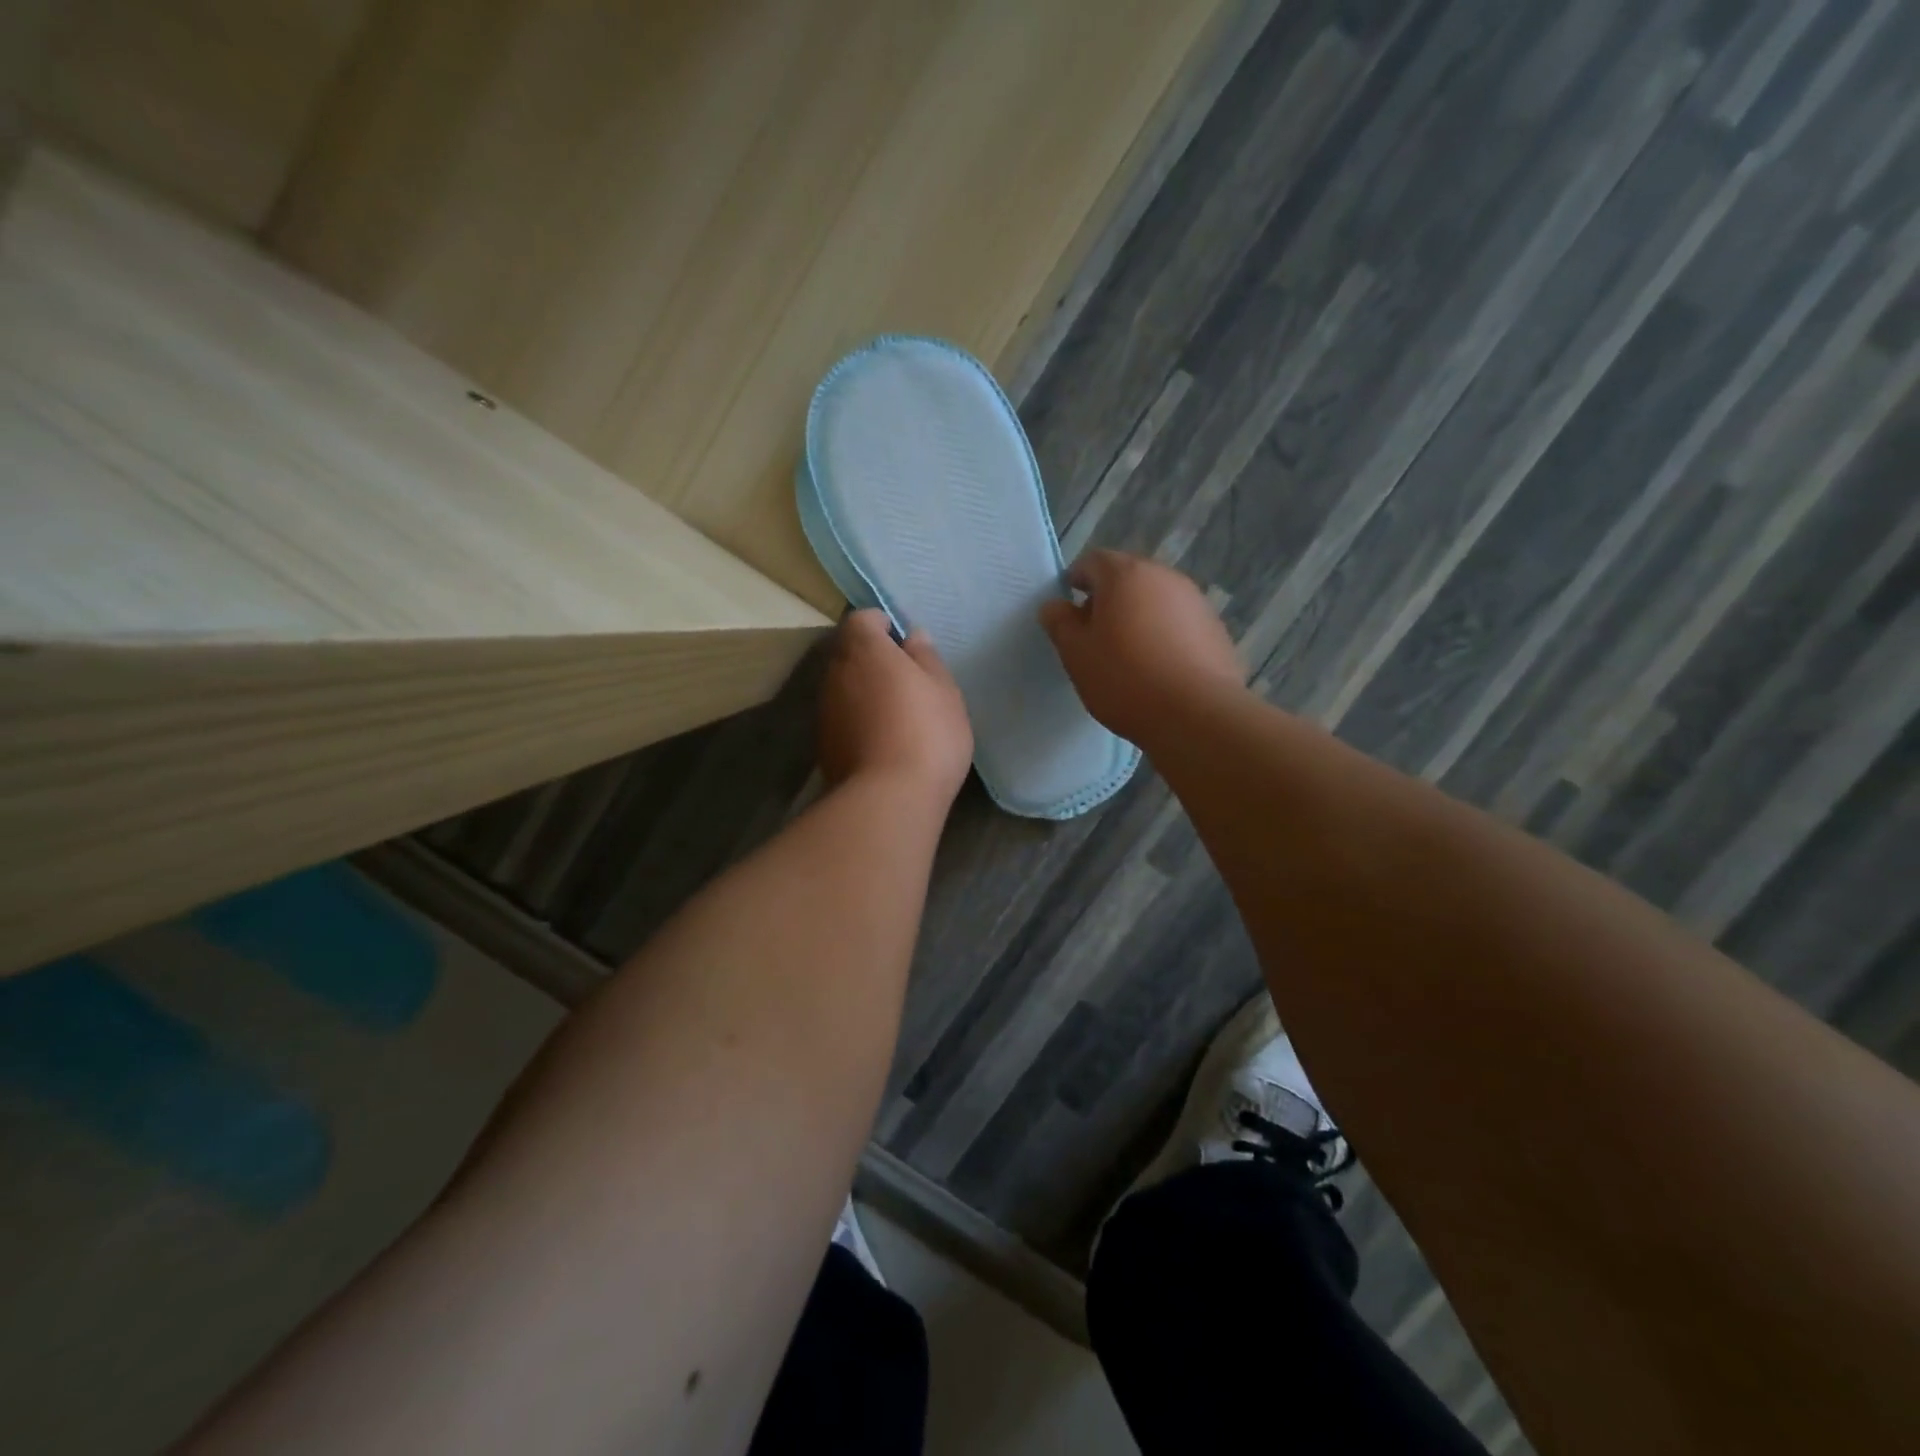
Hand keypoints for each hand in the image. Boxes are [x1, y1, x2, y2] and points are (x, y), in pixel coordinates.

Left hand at [817, 609, 973, 804]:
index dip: (881, 625)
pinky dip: (857, 720)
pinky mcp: (823, 744)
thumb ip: (926, 657)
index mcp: (864, 649)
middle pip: (848, 652)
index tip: (903, 643)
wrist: (888, 798)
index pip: (862, 619)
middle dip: (871, 658)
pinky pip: (842, 718)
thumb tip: (912, 636)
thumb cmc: (927, 732)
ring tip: (896, 714)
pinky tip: (882, 741)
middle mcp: (835, 673)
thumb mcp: (943, 690)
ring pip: (844, 687)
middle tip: (905, 679)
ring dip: (863, 691)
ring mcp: (825, 710)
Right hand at [1039, 550, 1244, 748]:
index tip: (1068, 612)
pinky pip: (1178, 621)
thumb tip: (1054, 605)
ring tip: (1127, 655)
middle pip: (1127, 577)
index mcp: (1124, 574)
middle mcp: (1163, 576)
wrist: (1196, 714)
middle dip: (1107, 599)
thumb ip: (1060, 623)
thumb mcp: (1077, 654)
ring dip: (1137, 616)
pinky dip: (1163, 633)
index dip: (1075, 581)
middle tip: (1094, 636)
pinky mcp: (1214, 627)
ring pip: (1154, 599)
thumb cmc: (1125, 678)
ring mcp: (1195, 600)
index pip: (1092, 561)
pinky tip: (1158, 667)